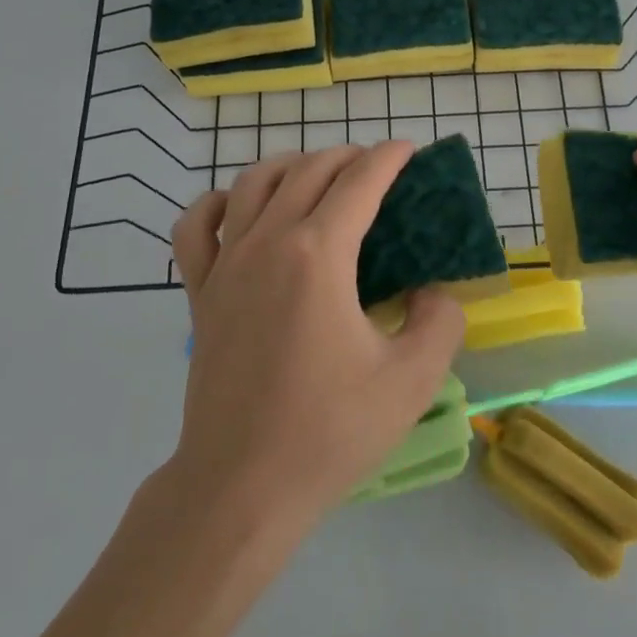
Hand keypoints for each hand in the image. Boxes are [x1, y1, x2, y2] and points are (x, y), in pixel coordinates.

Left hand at [168, 141, 466, 535]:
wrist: (241, 486)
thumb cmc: (329, 431)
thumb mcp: (412, 380)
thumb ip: (440, 322)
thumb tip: (431, 293)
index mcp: (318, 255)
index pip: (358, 182)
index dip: (388, 158)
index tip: (408, 149)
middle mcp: (268, 243)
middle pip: (308, 171)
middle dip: (347, 156)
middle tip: (375, 167)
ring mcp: (226, 265)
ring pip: (252, 183)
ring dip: (290, 166)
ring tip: (316, 174)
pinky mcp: (200, 293)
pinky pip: (196, 227)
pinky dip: (217, 203)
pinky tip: (237, 208)